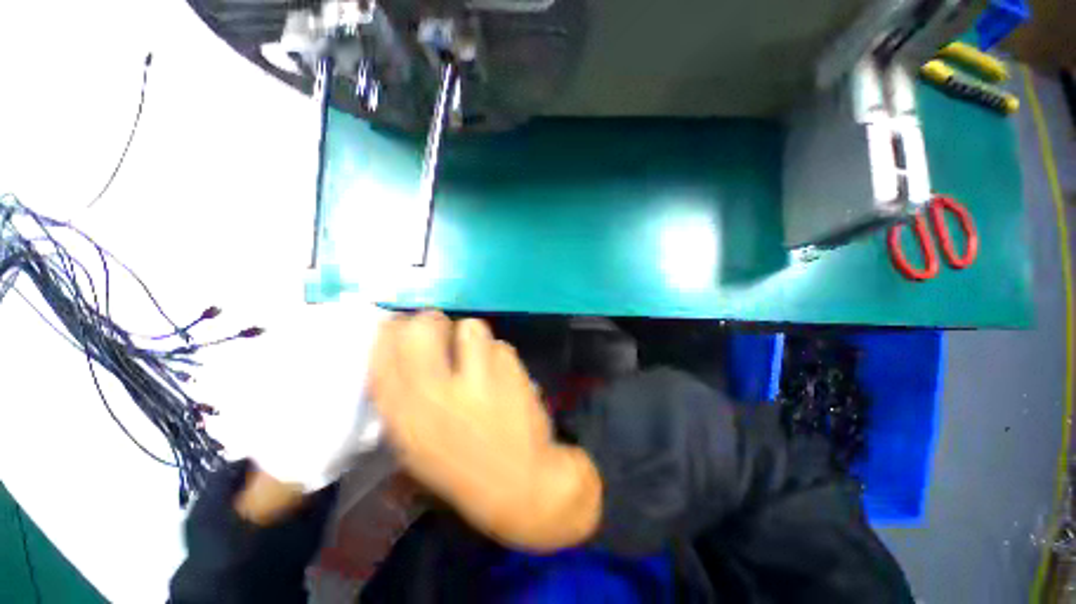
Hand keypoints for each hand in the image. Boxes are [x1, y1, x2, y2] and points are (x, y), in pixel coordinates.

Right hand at [369, 312, 600, 550]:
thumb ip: (402, 399)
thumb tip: (400, 354)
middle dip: (430, 322)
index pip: (384, 352)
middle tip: (438, 331)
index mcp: (405, 416)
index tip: (399, 328)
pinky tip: (501, 374)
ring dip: (470, 337)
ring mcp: (479, 380)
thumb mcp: (415, 445)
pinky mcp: (512, 372)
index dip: (391, 332)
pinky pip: (500, 345)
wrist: (520, 483)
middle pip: (424, 327)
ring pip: (469, 327)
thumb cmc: (460, 469)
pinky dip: (498, 354)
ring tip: (475, 355)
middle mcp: (437, 392)